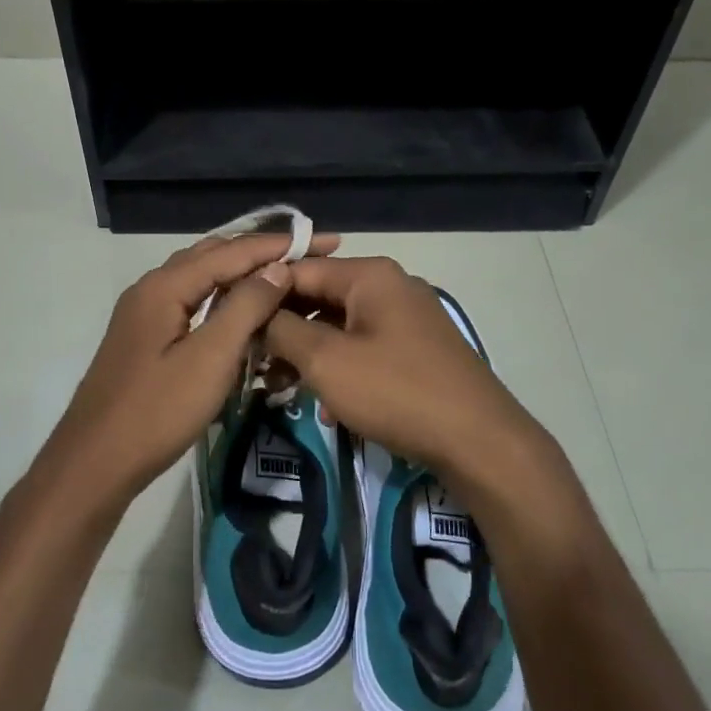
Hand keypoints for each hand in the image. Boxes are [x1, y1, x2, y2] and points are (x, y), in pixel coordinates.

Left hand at [29, 230, 341, 516]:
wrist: (96, 462)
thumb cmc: (157, 411)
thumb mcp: (210, 358)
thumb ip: (245, 307)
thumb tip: (277, 267)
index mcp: (164, 286)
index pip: (231, 251)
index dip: (279, 245)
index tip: (325, 241)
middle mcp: (151, 288)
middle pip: (213, 255)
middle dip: (261, 252)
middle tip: (307, 254)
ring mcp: (144, 313)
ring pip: (200, 278)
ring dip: (240, 271)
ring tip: (282, 273)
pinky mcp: (145, 337)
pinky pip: (191, 300)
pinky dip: (222, 296)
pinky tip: (241, 310)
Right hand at [262, 256, 552, 495]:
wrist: (479, 441)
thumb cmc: (396, 392)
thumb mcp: (326, 360)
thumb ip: (282, 330)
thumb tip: (257, 314)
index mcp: (369, 275)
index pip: (297, 270)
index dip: (260, 295)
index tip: (230, 324)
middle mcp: (390, 286)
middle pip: (319, 298)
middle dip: (284, 331)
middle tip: (254, 364)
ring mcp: (407, 318)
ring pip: (340, 327)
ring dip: (309, 355)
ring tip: (281, 388)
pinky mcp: (417, 350)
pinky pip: (364, 348)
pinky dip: (340, 369)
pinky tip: (327, 407)